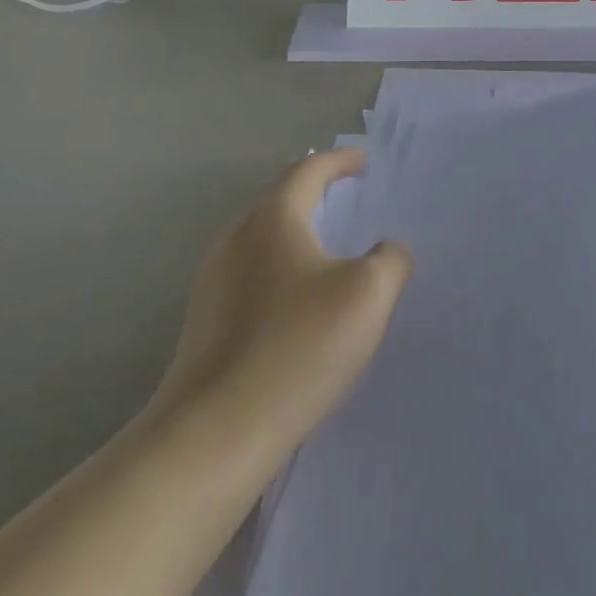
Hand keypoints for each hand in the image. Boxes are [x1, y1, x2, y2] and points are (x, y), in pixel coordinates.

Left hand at [155, 148, 411, 459]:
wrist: (213, 435)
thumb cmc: (297, 349)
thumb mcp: (367, 296)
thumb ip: (390, 260)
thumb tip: (387, 251)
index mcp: (272, 218)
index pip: (309, 170)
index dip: (340, 161)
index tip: (364, 161)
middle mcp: (236, 238)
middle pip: (280, 198)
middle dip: (316, 191)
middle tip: (349, 195)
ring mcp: (214, 280)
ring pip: (263, 238)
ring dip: (297, 231)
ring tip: (329, 246)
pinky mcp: (206, 320)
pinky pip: (253, 274)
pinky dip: (282, 267)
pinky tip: (300, 302)